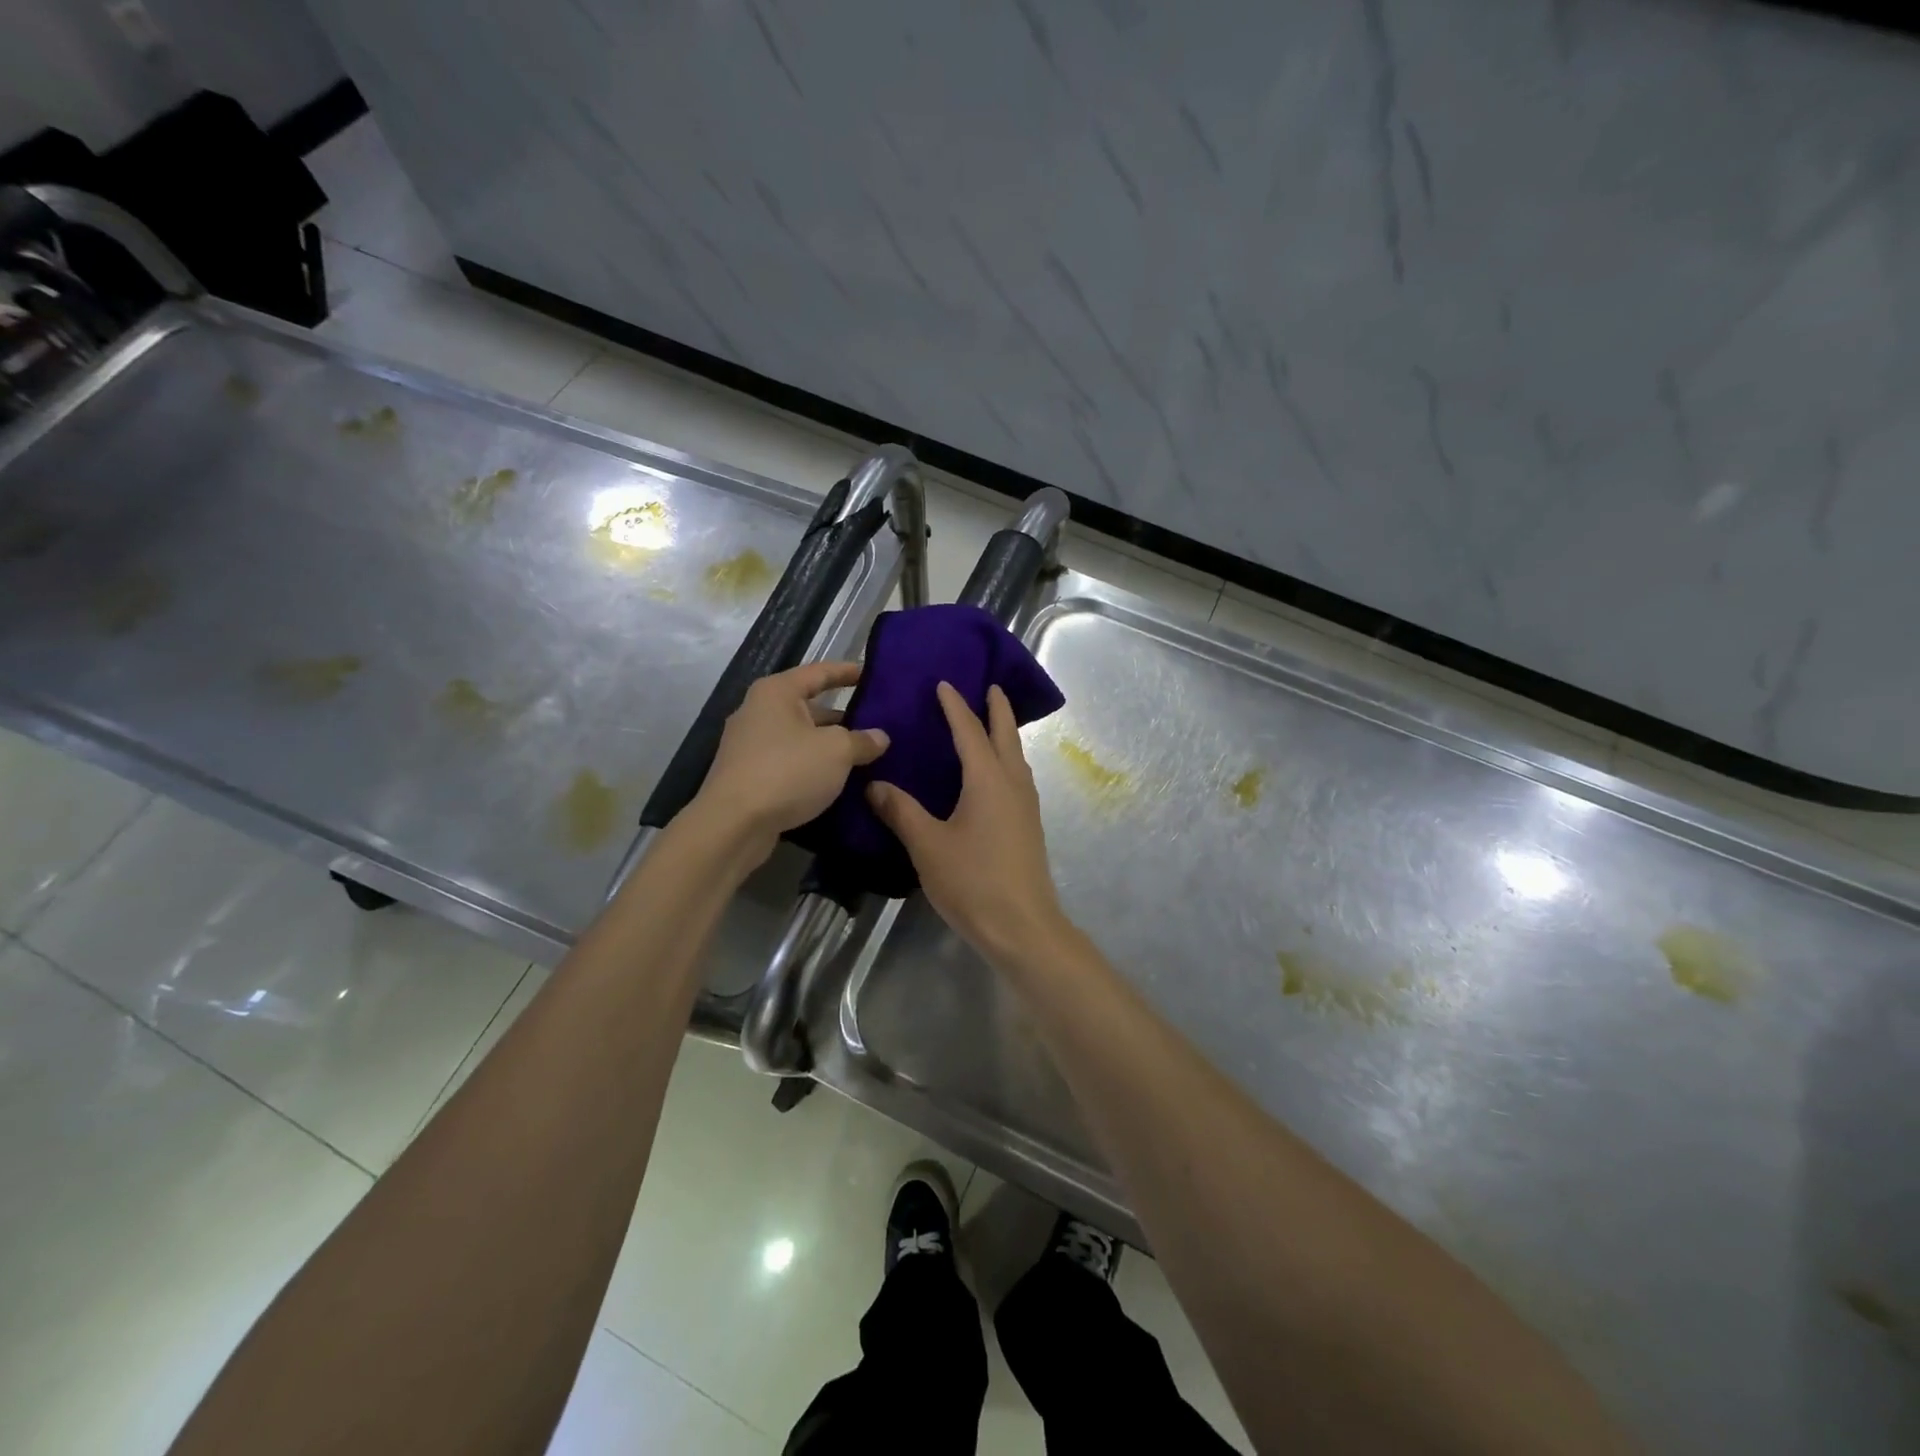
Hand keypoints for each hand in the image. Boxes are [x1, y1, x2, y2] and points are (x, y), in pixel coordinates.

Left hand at [694, 661, 888, 856]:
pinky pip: (789, 763)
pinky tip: (837, 781)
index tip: (871, 673)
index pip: (819, 672)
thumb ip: (862, 740)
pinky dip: (812, 768)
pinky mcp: (748, 776)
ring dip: (828, 747)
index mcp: (776, 693)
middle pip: (809, 707)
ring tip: (864, 756)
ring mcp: (749, 746)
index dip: (847, 672)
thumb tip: (880, 737)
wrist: (733, 825)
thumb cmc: (787, 772)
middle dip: (842, 717)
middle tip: (876, 724)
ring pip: (800, 738)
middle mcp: (758, 712)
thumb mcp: (836, 751)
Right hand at [866, 682, 1067, 966]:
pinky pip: (1017, 777)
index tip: (945, 683)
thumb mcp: (928, 845)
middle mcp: (1013, 784)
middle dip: (998, 709)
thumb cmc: (973, 881)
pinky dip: (1006, 760)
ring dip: (1005, 734)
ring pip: (1016, 757)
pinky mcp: (1028, 826)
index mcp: (988, 780)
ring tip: (990, 724)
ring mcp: (1026, 805)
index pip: (970, 731)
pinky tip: (993, 775)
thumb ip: (901, 812)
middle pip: (1006, 735)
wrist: (1022, 926)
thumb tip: (875, 784)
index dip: (955, 706)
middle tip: (989, 686)